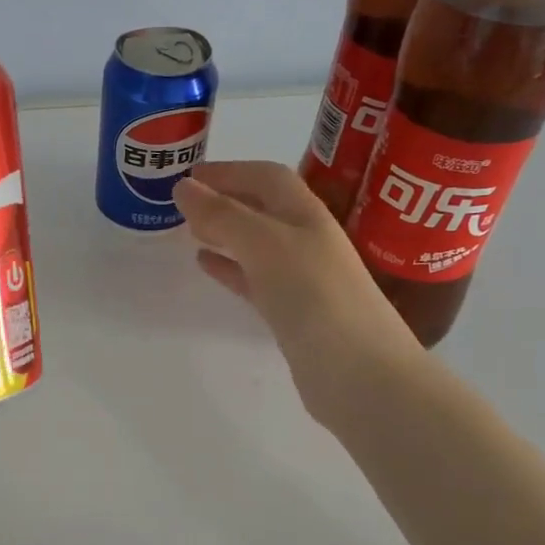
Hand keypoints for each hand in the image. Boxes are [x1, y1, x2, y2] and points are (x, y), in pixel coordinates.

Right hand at [173, 160, 422, 428]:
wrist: (359, 373)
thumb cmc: (315, 296)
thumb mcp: (265, 245)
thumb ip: (224, 215)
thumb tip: (184, 186)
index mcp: (306, 216)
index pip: (267, 178)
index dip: (230, 170)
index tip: (190, 173)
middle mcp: (306, 240)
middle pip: (262, 208)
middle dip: (226, 199)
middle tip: (184, 200)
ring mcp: (301, 278)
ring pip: (255, 244)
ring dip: (225, 232)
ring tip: (189, 229)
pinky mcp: (292, 313)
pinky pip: (253, 279)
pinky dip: (229, 267)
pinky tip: (206, 265)